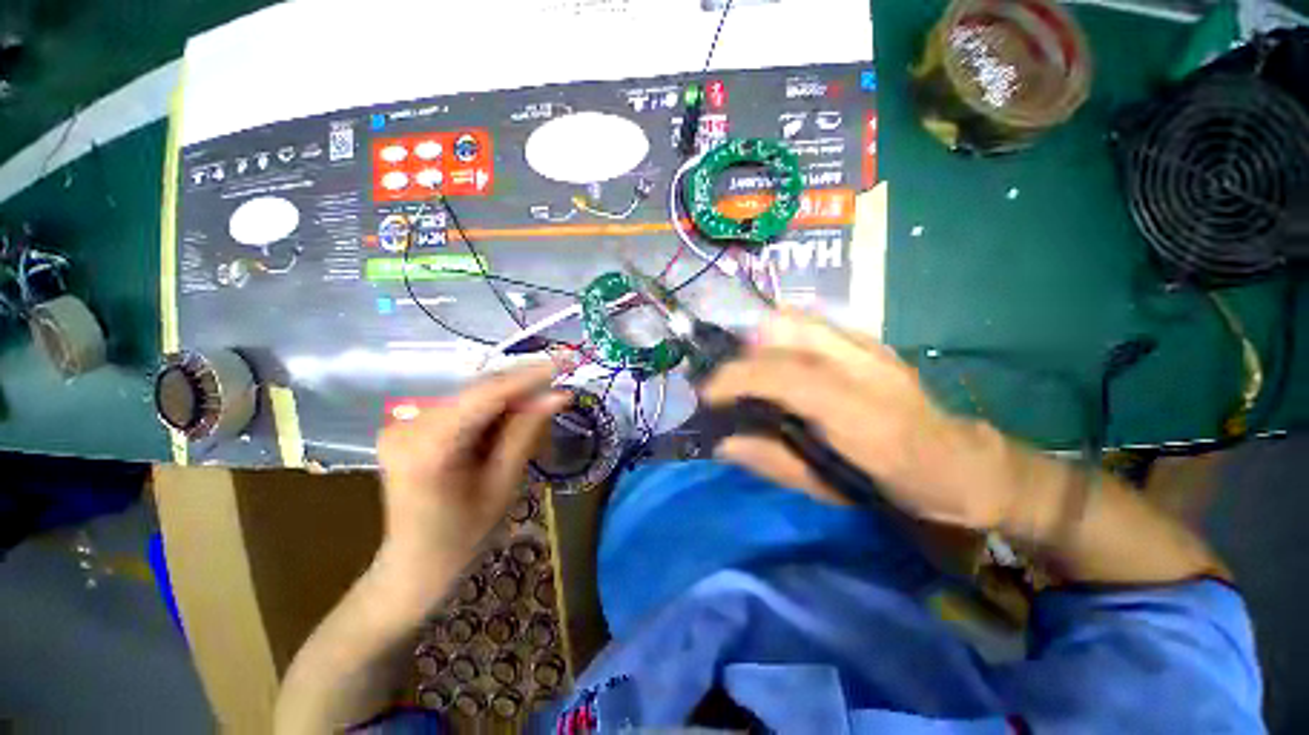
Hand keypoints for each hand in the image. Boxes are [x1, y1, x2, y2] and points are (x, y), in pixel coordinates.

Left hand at [372, 364, 567, 606]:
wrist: (415, 565)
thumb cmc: (463, 536)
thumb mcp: (503, 484)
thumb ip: (527, 432)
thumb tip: (559, 395)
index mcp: (427, 446)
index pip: (485, 395)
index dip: (528, 376)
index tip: (564, 362)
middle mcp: (407, 425)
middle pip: (478, 391)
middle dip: (522, 388)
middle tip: (558, 391)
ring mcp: (403, 423)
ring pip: (473, 396)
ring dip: (510, 399)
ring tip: (539, 411)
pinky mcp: (410, 426)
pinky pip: (462, 407)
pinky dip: (492, 410)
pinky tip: (510, 422)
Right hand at [703, 312, 1035, 530]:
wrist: (962, 464)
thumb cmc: (896, 488)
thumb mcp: (830, 490)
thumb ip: (773, 462)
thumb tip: (723, 444)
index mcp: (861, 417)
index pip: (786, 376)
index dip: (738, 377)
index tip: (708, 393)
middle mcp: (866, 369)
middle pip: (788, 333)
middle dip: (745, 354)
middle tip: (730, 384)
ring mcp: (872, 348)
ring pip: (798, 320)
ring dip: (762, 340)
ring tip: (751, 371)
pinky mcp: (872, 341)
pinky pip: (813, 324)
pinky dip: (783, 335)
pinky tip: (780, 361)